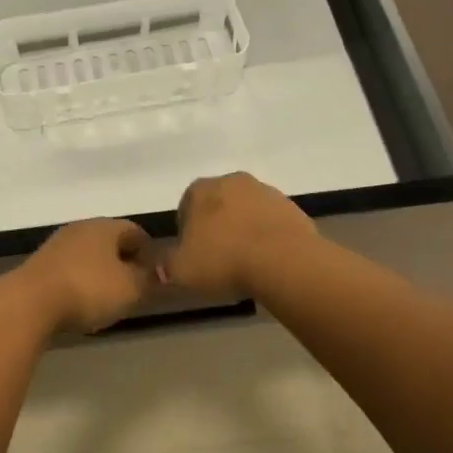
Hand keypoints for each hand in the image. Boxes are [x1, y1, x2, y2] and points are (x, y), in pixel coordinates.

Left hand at [3, 219, 154, 334]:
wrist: (30, 302)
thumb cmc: (88, 289)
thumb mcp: (130, 288)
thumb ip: (148, 278)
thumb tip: (156, 272)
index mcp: (105, 226)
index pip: (136, 231)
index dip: (149, 252)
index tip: (155, 276)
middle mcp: (81, 228)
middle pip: (110, 241)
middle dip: (124, 262)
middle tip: (134, 288)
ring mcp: (57, 245)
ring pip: (89, 255)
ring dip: (101, 273)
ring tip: (108, 299)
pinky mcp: (40, 264)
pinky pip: (70, 269)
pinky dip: (80, 281)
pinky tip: (80, 302)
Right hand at [162, 172, 316, 298]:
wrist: (283, 260)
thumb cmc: (224, 260)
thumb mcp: (181, 270)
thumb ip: (166, 265)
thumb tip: (162, 267)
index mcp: (200, 190)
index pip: (185, 207)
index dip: (186, 232)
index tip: (193, 255)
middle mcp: (231, 181)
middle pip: (217, 204)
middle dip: (216, 227)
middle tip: (218, 259)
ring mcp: (265, 191)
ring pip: (246, 211)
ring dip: (243, 229)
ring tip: (245, 262)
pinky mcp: (290, 206)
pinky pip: (270, 221)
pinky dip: (266, 235)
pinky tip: (267, 259)